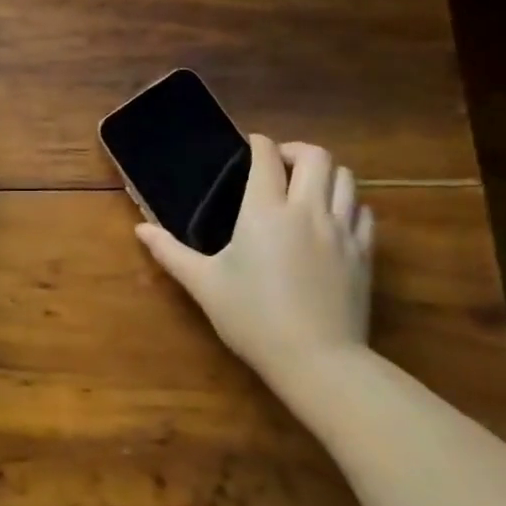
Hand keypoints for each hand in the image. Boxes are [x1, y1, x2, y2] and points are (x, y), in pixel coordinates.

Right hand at [136, 138, 373, 383]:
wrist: (317, 361)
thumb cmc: (252, 318)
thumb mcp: (204, 285)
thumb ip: (170, 252)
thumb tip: (140, 230)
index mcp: (264, 211)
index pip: (266, 157)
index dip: (258, 144)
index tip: (250, 145)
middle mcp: (307, 210)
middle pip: (316, 157)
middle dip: (296, 150)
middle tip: (279, 164)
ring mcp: (341, 231)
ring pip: (346, 178)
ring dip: (326, 173)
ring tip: (307, 187)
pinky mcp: (364, 253)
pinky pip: (364, 211)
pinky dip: (349, 204)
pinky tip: (334, 218)